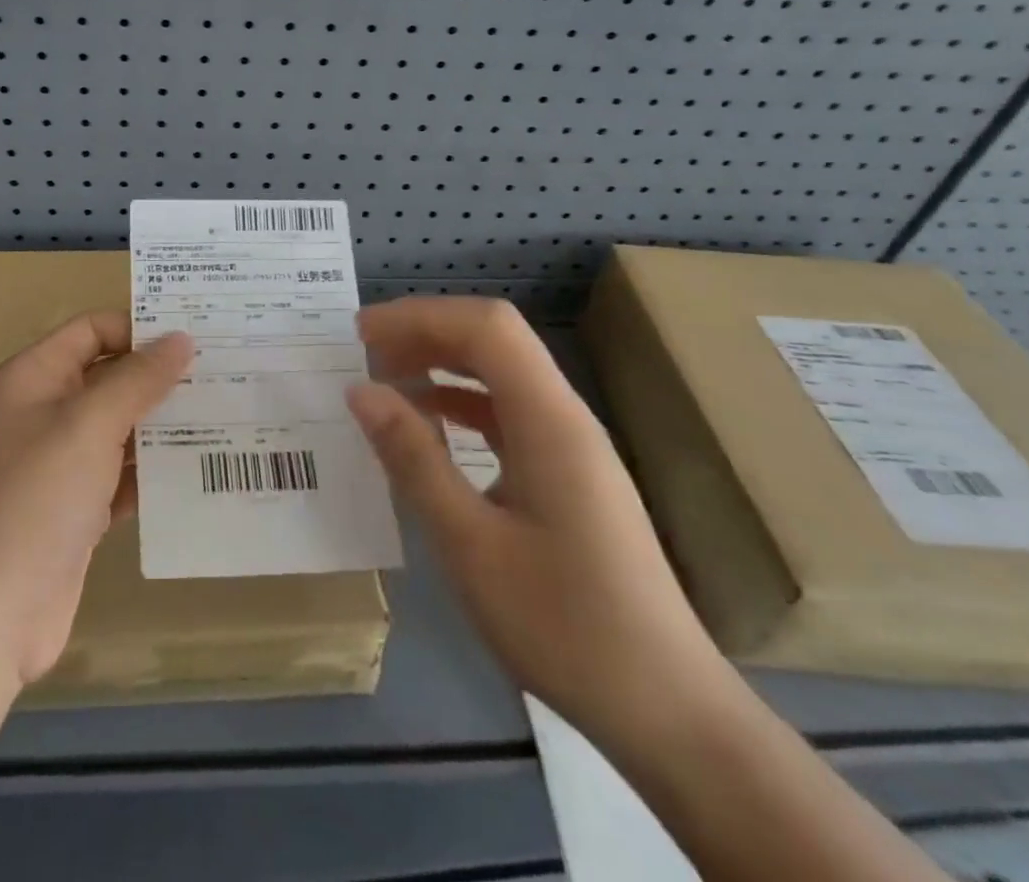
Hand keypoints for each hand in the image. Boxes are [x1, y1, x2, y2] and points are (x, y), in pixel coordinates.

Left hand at [0, 312, 193, 692]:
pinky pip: (122, 476)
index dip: (139, 328)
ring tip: (228, 417)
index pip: (93, 331)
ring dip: (164, 425)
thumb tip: (181, 337)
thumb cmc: (33, 501)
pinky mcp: (76, 510)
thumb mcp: (88, 426)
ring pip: (120, 428)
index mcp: (34, 377)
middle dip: (161, 377)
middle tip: (226, 373)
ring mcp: (60, 465)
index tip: (197, 337)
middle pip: (110, 378)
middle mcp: (45, 413)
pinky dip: (154, 473)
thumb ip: (137, 379)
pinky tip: (200, 472)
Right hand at [348, 297, 728, 746]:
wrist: (668, 712)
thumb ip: (413, 458)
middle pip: (495, 340)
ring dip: (443, 364)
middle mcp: (565, 418)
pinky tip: (428, 425)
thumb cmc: (564, 626)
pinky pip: (509, 413)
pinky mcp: (569, 475)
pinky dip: (462, 403)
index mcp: (549, 422)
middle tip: (365, 350)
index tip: (361, 334)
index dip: (420, 316)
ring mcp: (571, 446)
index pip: (486, 328)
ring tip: (386, 378)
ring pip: (501, 374)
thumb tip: (360, 391)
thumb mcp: (469, 544)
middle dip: (427, 331)